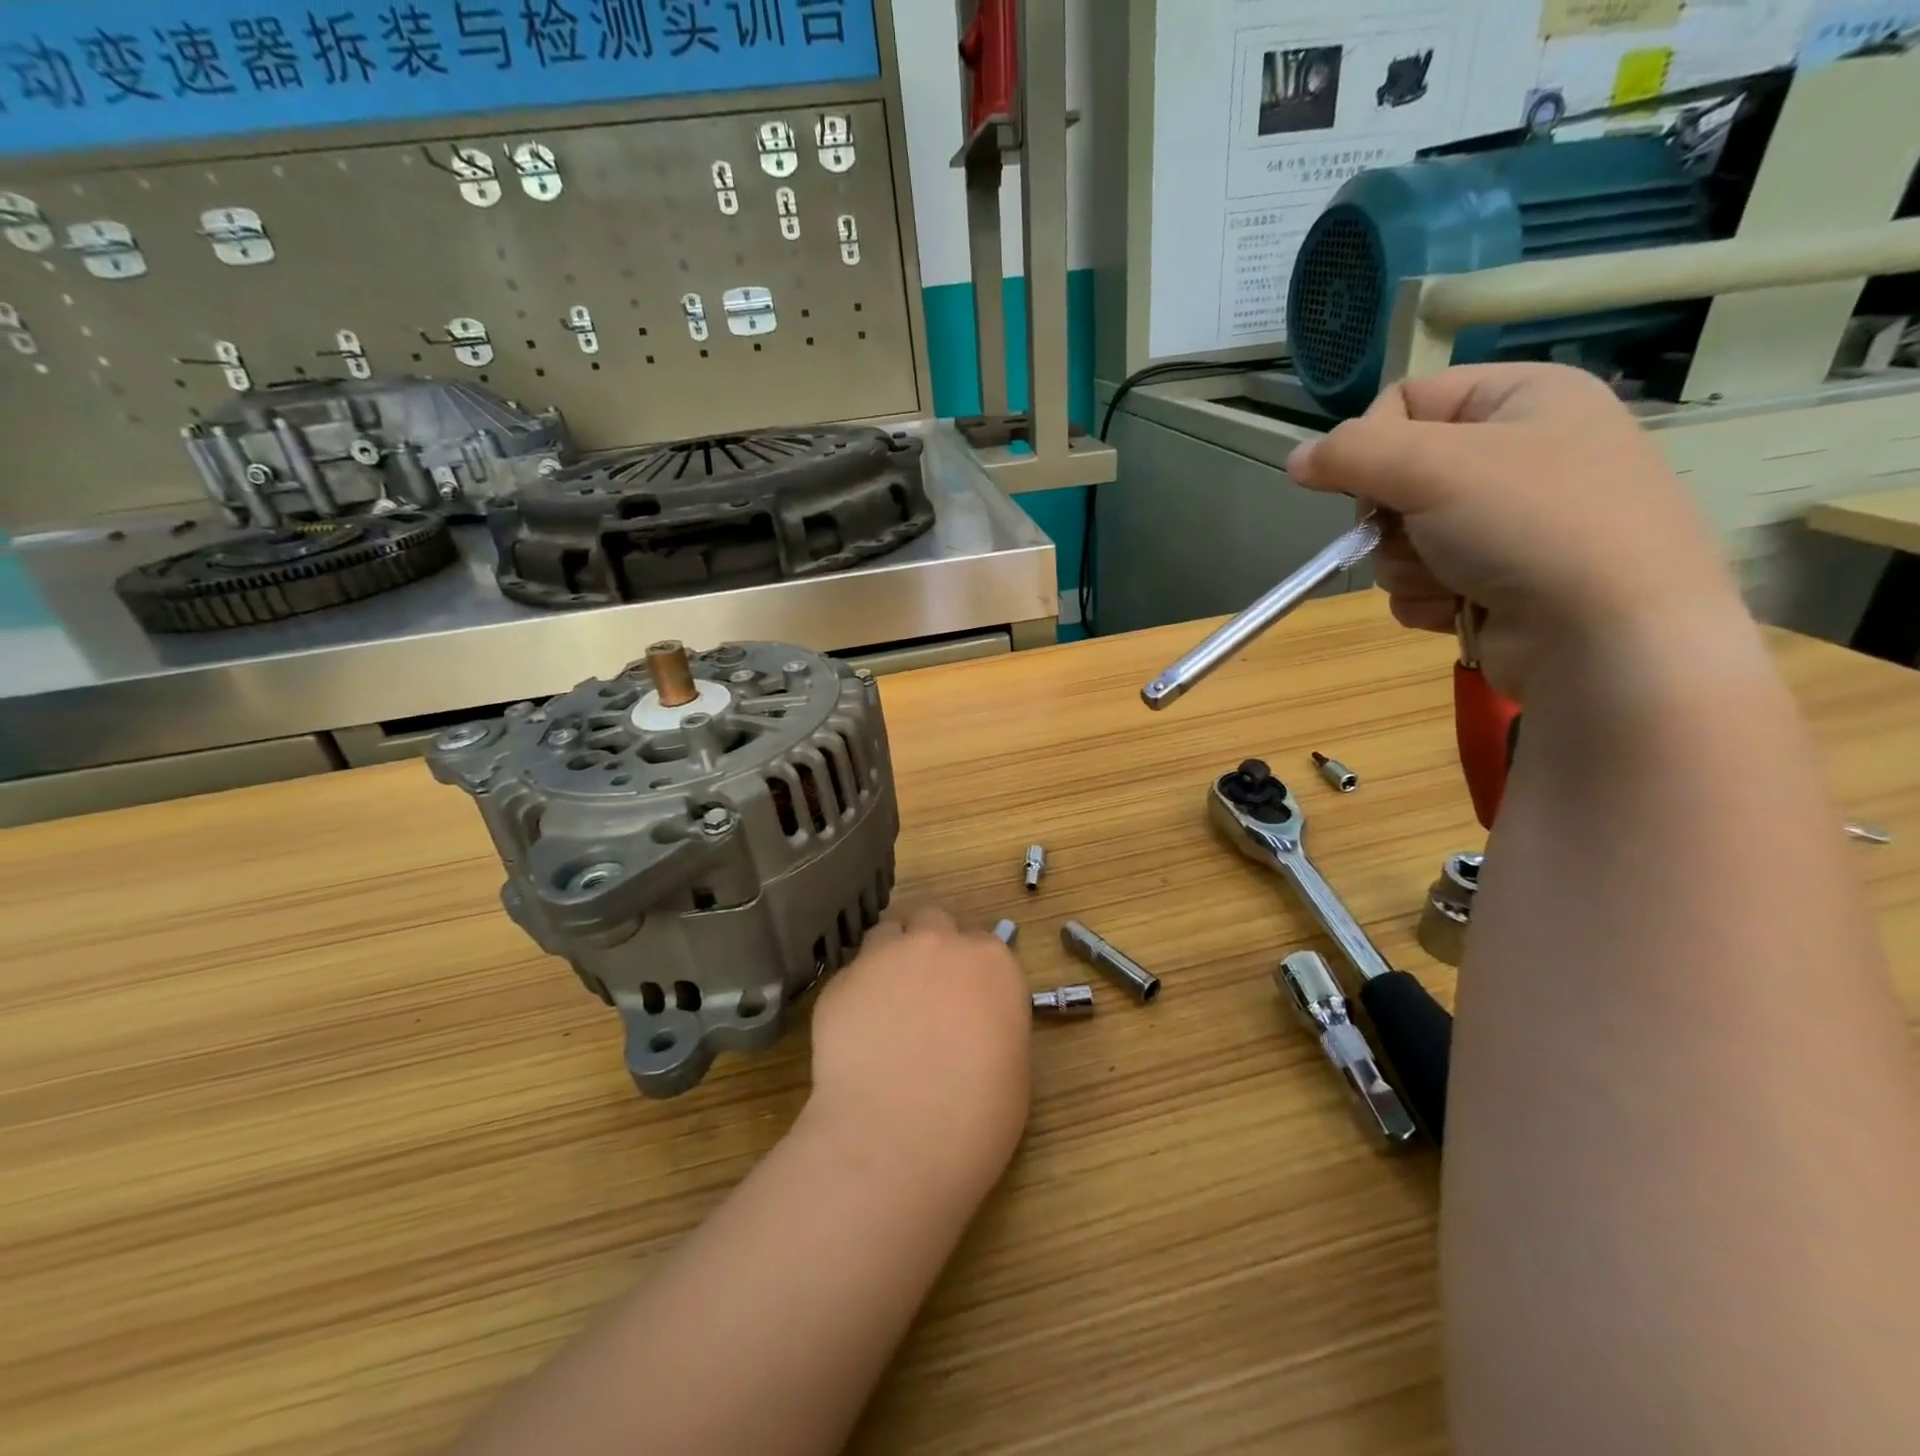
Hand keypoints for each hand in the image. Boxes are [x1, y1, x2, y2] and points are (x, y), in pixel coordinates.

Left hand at [805, 905, 1030, 1196]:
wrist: (896, 1140)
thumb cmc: (975, 1117)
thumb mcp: (1011, 1068)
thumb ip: (994, 1024)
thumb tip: (974, 1023)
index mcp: (991, 963)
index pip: (983, 944)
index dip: (972, 971)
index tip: (966, 999)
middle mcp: (939, 944)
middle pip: (933, 920)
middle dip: (930, 944)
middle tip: (925, 990)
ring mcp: (885, 956)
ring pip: (887, 933)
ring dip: (890, 956)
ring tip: (885, 1002)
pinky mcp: (841, 981)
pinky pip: (851, 974)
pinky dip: (856, 993)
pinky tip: (855, 1034)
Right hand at [1286, 363, 1745, 697]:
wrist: (1606, 637)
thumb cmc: (1531, 526)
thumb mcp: (1434, 468)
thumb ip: (1352, 454)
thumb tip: (1295, 460)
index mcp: (1521, 399)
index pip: (1406, 401)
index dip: (1373, 444)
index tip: (1374, 484)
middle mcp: (1516, 455)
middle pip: (1395, 479)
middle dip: (1391, 520)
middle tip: (1419, 533)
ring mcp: (1506, 524)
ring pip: (1399, 538)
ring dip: (1406, 565)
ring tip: (1452, 579)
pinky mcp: (1493, 581)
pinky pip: (1419, 581)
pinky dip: (1426, 598)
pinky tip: (1460, 607)